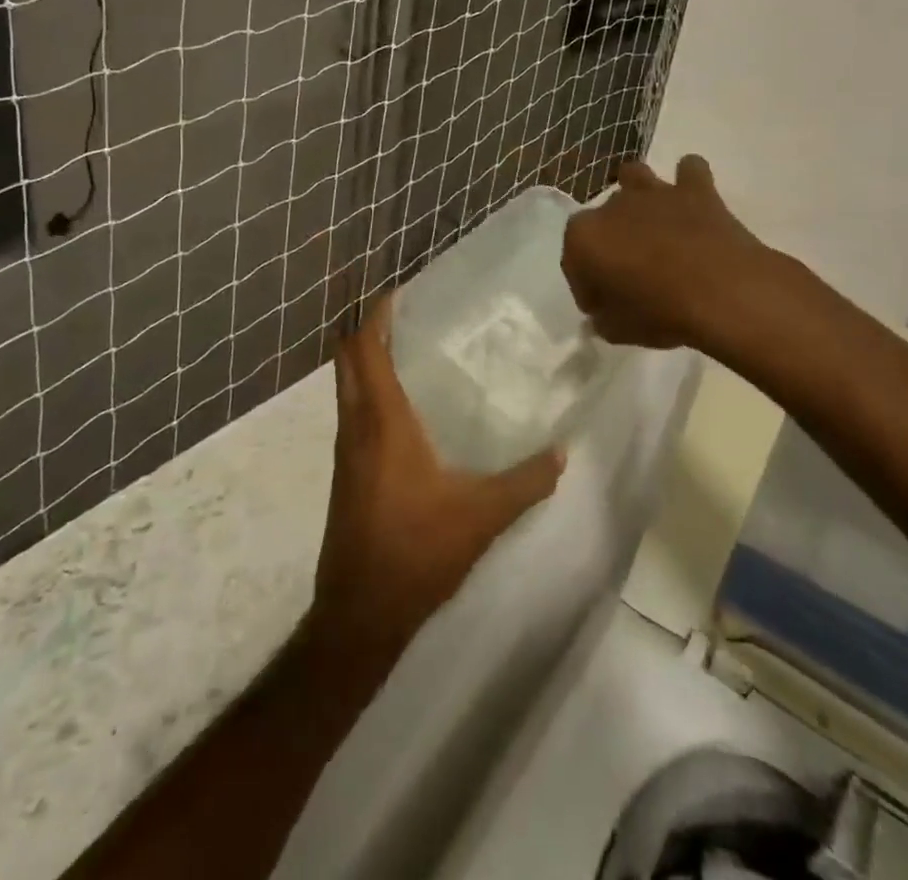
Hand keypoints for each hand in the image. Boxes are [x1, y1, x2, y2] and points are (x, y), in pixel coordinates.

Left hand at [307, 297, 563, 668]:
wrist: (359, 614)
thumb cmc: (417, 552)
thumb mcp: (481, 516)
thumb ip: (525, 482)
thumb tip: (563, 451)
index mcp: (383, 422)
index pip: (365, 349)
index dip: (376, 315)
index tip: (399, 292)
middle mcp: (355, 426)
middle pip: (347, 360)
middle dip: (367, 329)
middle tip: (406, 314)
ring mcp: (344, 451)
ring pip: (346, 386)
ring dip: (366, 360)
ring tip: (408, 349)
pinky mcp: (345, 473)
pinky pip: (351, 412)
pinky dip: (368, 391)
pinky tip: (403, 407)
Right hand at [561, 155, 770, 348]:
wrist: (724, 293)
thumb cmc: (660, 313)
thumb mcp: (618, 330)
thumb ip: (603, 317)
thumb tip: (603, 312)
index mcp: (584, 237)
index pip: (573, 261)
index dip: (587, 285)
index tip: (603, 306)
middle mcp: (612, 206)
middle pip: (603, 220)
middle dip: (612, 241)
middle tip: (631, 273)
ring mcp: (654, 193)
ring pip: (634, 176)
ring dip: (638, 194)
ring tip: (652, 222)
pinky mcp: (695, 189)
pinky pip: (689, 171)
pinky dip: (690, 182)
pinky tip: (693, 200)